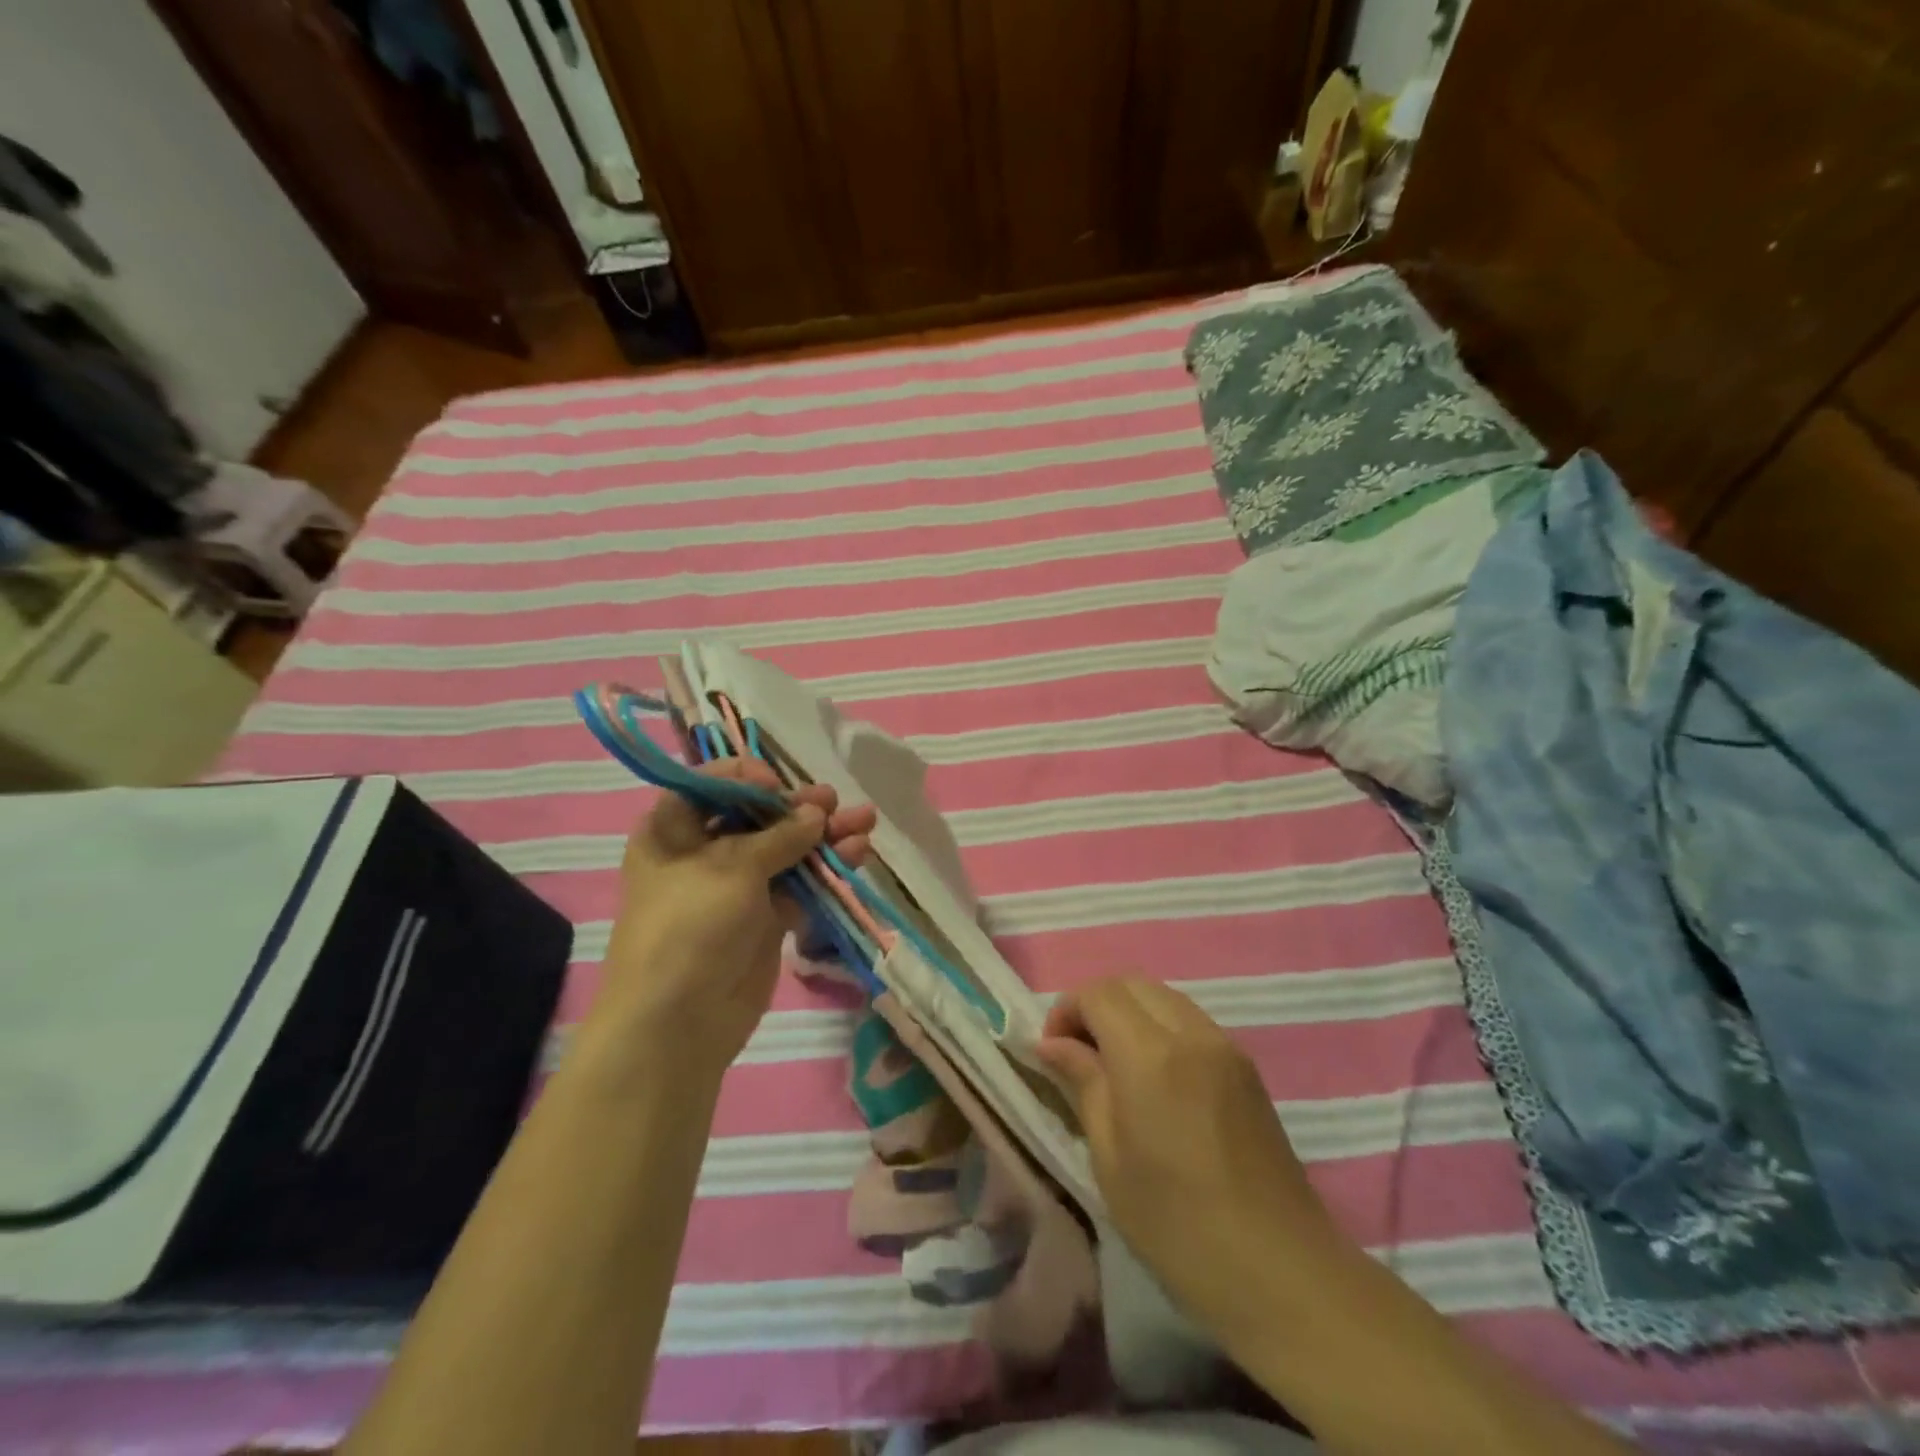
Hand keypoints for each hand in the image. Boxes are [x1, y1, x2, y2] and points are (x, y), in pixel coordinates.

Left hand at [592, 758, 877, 1077]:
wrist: (679, 1024)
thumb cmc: (689, 927)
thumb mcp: (731, 868)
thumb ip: (780, 836)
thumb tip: (817, 813)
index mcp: (672, 830)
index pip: (712, 785)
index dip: (748, 778)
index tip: (779, 785)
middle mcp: (703, 852)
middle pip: (756, 816)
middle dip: (798, 806)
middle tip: (832, 800)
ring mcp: (738, 887)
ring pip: (786, 849)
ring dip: (824, 835)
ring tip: (865, 820)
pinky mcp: (766, 917)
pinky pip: (800, 883)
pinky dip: (827, 868)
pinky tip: (858, 852)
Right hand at [1036, 977, 1350, 1340]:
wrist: (1283, 1273)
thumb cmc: (1178, 1225)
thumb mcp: (1110, 1159)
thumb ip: (1082, 1084)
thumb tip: (1050, 1043)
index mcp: (1151, 1055)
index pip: (1098, 993)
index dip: (1066, 1011)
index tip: (1052, 1052)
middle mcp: (1191, 1033)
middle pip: (1131, 983)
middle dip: (1096, 1005)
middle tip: (1079, 1054)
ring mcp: (1225, 1045)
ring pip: (1163, 996)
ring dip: (1130, 1013)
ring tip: (1115, 1066)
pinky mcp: (1246, 1065)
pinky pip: (1191, 1020)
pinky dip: (1161, 1027)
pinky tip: (1156, 1079)